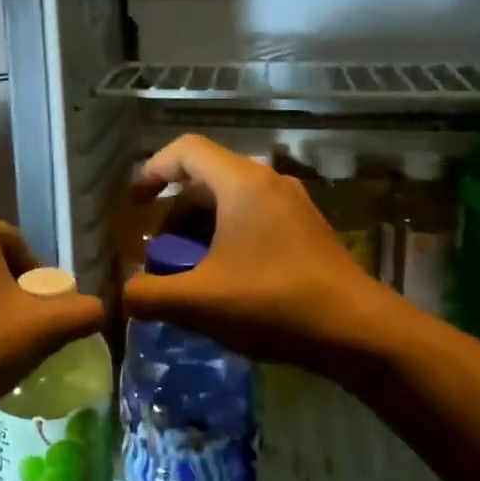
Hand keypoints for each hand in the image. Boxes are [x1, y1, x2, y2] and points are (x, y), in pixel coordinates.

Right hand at [123, 135, 389, 370]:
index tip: (134, 207)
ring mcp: (293, 205)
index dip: (152, 170)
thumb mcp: (200, 302)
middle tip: (159, 256)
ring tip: (188, 275)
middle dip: (174, 216)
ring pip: (231, 202)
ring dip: (200, 232)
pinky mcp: (307, 230)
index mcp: (241, 182)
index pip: (185, 150)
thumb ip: (149, 296)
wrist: (358, 331)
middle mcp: (268, 182)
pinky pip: (254, 219)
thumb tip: (121, 297)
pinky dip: (228, 239)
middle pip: (206, 179)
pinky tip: (225, 283)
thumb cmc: (274, 303)